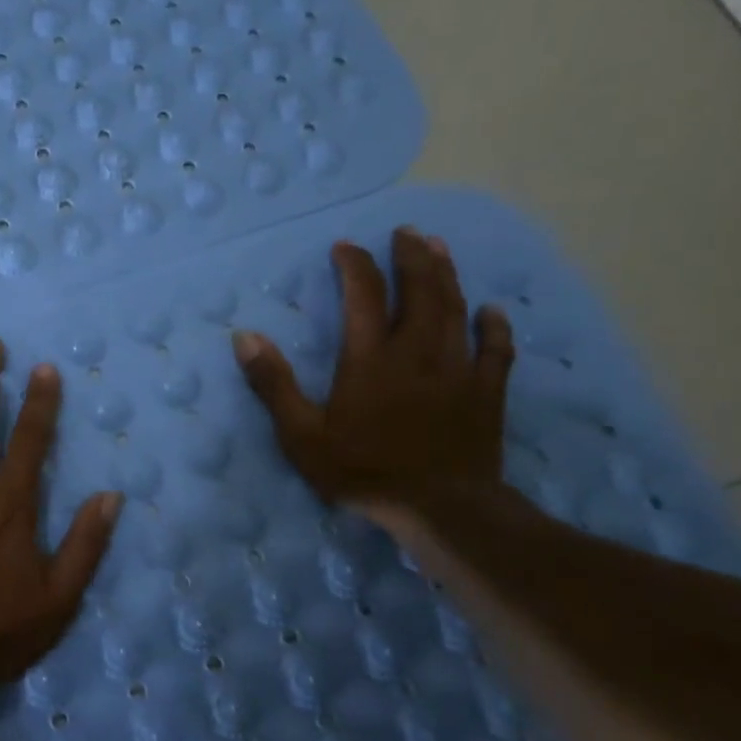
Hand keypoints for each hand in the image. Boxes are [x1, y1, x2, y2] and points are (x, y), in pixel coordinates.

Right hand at [232, 227, 514, 522]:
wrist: (441, 509)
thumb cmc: (363, 471)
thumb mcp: (301, 434)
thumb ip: (273, 383)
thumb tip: (244, 336)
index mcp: (370, 358)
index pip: (364, 295)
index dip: (355, 265)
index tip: (345, 246)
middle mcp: (416, 352)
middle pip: (419, 291)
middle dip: (411, 257)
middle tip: (405, 232)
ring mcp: (457, 370)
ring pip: (455, 309)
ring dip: (447, 275)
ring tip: (438, 248)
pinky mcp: (485, 393)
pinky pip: (495, 350)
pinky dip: (493, 326)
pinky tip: (492, 311)